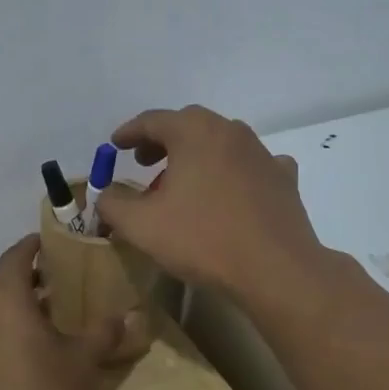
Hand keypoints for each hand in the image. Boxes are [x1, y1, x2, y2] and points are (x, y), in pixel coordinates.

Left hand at [0, 235, 151, 389]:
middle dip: (24, 287)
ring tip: (32, 336)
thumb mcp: (83, 363)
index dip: (31, 246)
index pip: (15, 256)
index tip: (45, 243)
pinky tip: (7, 374)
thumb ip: (104, 333)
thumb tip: (129, 315)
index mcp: (5, 299)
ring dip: (6, 320)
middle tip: (52, 296)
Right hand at [96, 105, 324, 302]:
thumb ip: (113, 204)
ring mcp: (262, 153)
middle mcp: (230, 131)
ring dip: (197, 156)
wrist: (275, 269)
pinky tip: (230, 191)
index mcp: (194, 132)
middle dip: (162, 141)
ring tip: (182, 184)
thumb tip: (105, 195)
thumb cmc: (202, 239)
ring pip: (220, 143)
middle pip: (189, 125)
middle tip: (144, 163)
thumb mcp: (141, 225)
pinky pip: (251, 165)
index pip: (152, 120)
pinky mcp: (283, 178)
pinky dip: (234, 171)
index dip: (129, 132)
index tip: (114, 146)